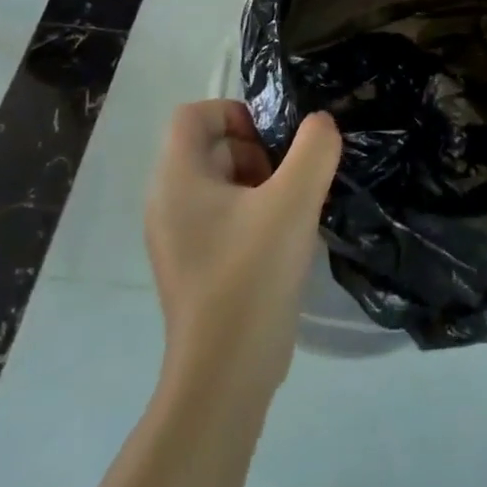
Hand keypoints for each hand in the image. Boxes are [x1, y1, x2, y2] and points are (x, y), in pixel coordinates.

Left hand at [145, 102, 341, 400]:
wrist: (225, 374)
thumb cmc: (251, 275)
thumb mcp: (294, 200)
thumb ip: (314, 149)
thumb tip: (320, 124)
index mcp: (177, 180)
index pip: (193, 115)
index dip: (235, 112)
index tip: (273, 141)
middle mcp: (167, 203)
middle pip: (209, 147)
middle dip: (255, 150)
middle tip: (289, 178)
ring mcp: (178, 239)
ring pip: (220, 184)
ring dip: (260, 183)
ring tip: (292, 209)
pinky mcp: (194, 266)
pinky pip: (222, 218)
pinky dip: (253, 214)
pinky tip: (283, 240)